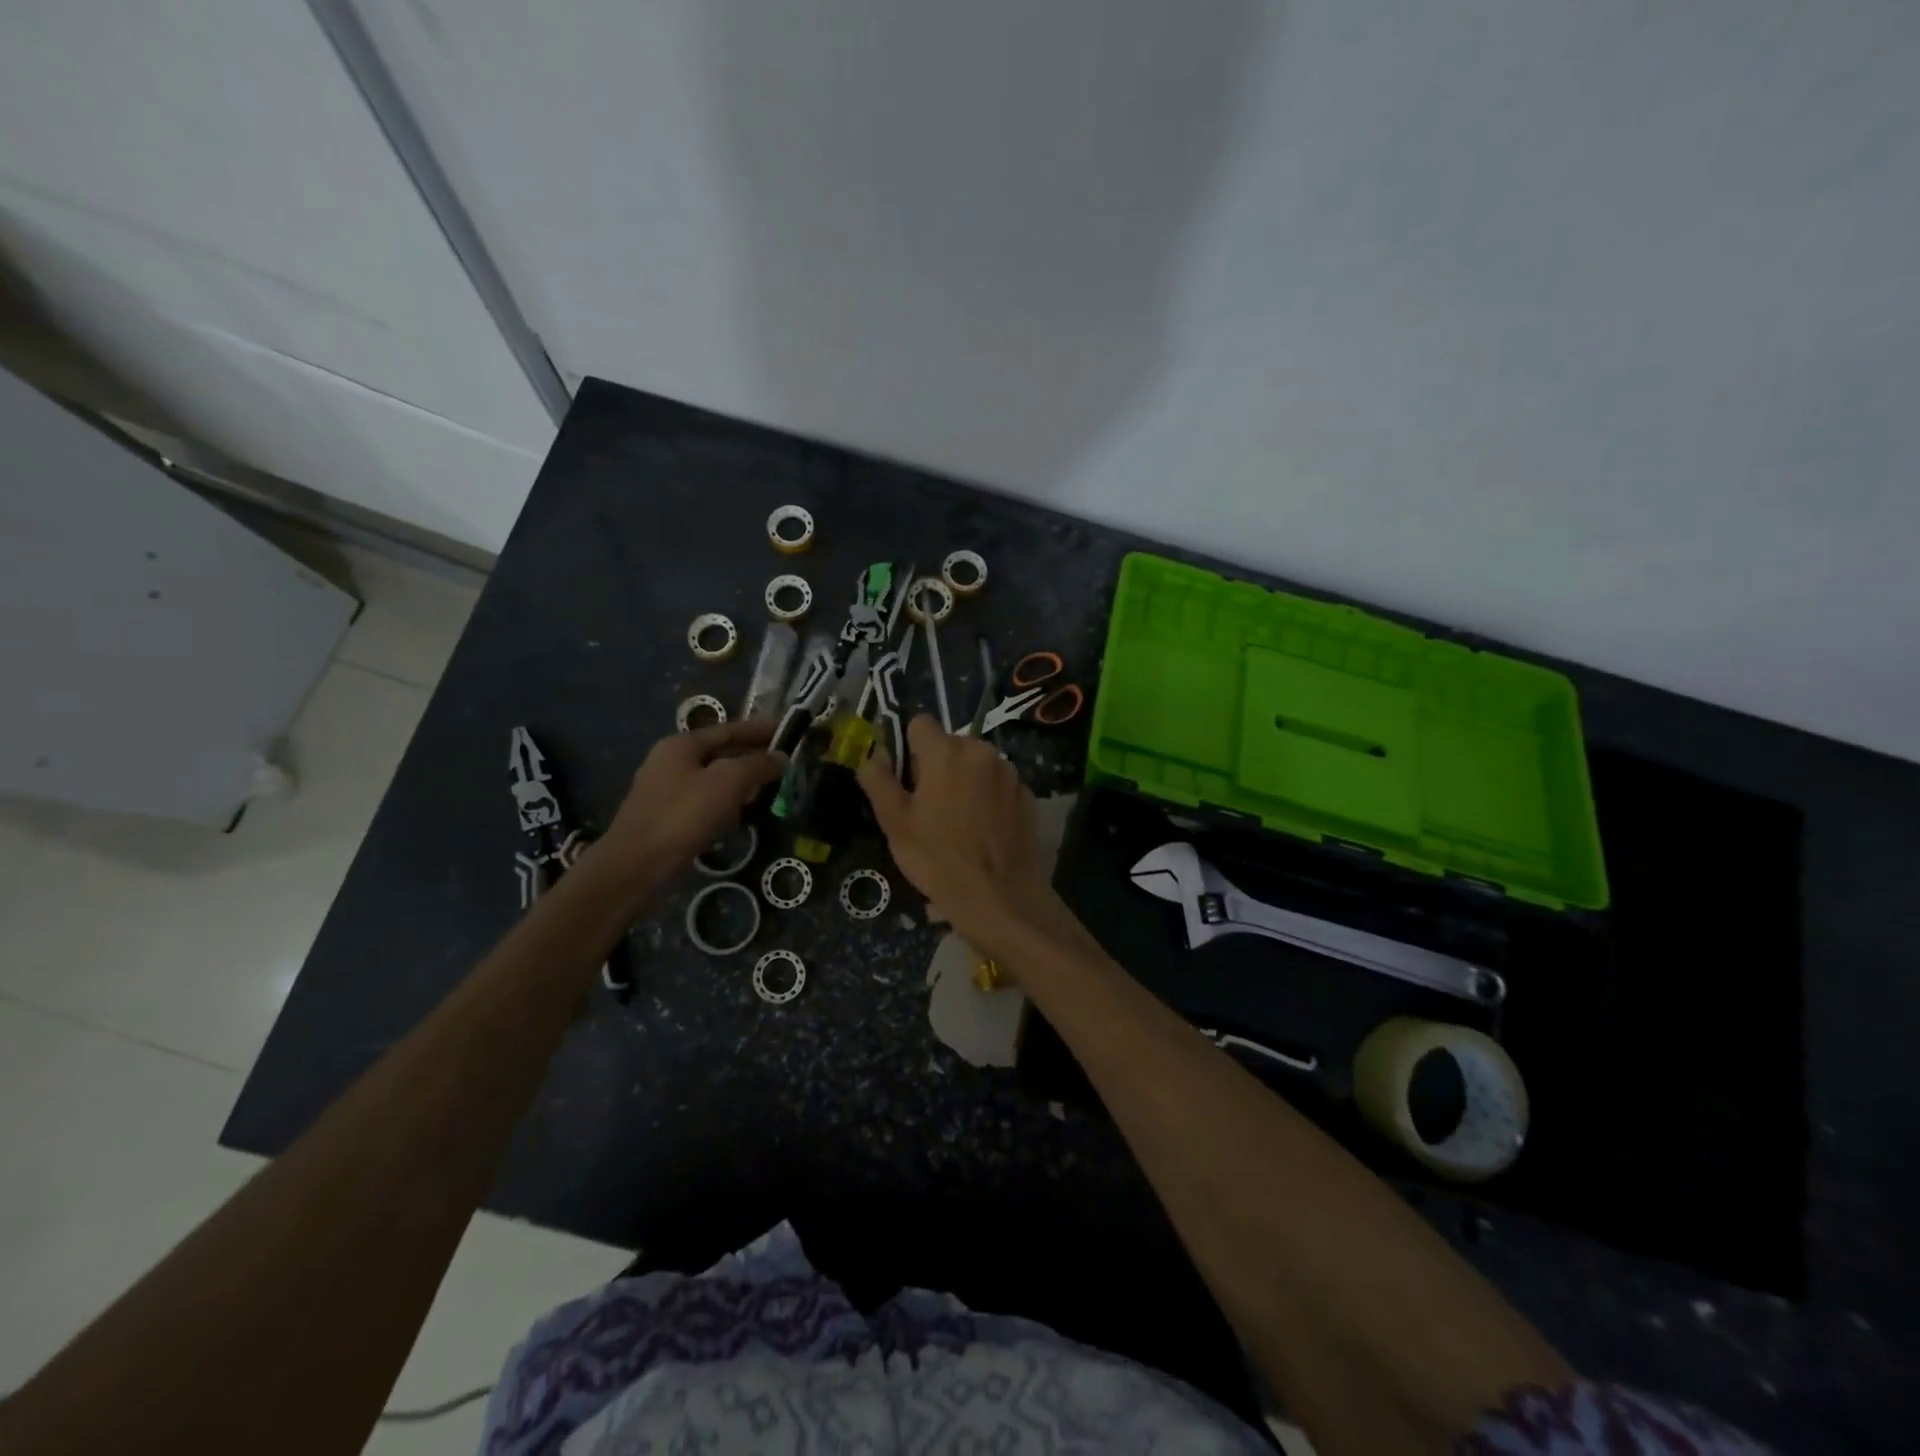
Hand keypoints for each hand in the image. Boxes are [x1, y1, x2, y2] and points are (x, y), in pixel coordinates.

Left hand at [598, 721, 785, 879]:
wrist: (636, 865)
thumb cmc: (683, 815)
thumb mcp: (728, 782)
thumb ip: (757, 765)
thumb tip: (781, 757)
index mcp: (681, 745)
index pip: (728, 729)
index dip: (759, 729)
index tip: (786, 730)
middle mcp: (670, 761)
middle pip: (720, 752)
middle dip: (752, 757)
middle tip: (783, 762)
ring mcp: (665, 790)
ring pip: (713, 779)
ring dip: (741, 782)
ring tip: (768, 788)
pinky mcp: (666, 818)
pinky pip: (704, 802)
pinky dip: (726, 803)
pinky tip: (741, 816)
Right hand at [857, 715, 1065, 943]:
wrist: (1000, 897)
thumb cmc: (938, 859)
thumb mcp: (895, 823)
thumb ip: (878, 780)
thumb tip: (872, 755)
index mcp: (946, 751)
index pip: (919, 724)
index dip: (909, 750)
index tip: (908, 784)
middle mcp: (981, 750)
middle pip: (950, 745)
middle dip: (938, 767)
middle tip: (931, 810)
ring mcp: (1009, 772)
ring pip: (976, 764)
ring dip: (965, 781)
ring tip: (960, 824)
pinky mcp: (1027, 794)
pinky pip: (998, 784)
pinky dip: (989, 798)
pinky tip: (985, 832)